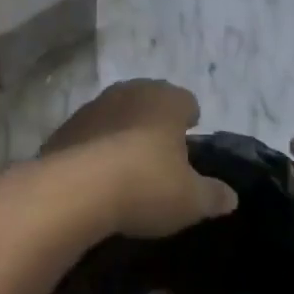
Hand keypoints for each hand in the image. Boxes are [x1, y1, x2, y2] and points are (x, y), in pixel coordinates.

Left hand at [43, 80, 237, 238]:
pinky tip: (97, 176)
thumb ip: (213, 195)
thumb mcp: (191, 200)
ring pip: (116, 114)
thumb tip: (230, 197)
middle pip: (149, 101)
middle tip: (160, 152)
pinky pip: (88, 135)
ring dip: (122, 132)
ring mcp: (92, 107)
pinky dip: (94, 149)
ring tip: (127, 165)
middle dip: (155, 122)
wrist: (74, 191)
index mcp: (166, 100)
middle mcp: (129, 92)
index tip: (190, 138)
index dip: (190, 119)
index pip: (186, 100)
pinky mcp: (63, 128)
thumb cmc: (146, 185)